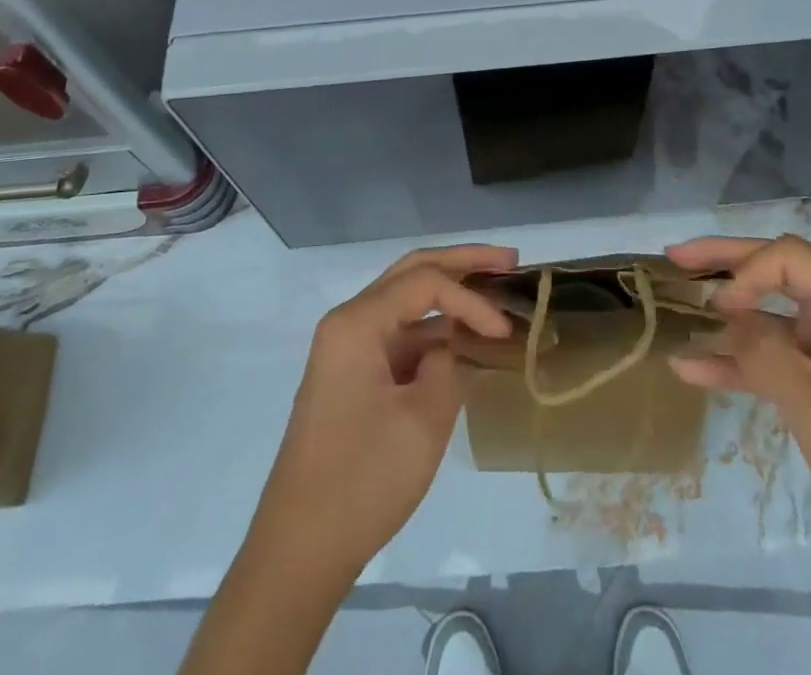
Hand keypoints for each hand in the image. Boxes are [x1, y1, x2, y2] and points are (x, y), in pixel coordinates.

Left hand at [246, 244, 518, 582]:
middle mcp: (348, 322)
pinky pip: (399, 336)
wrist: (300, 550)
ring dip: (449, 294)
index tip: (505, 332)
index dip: (472, 300)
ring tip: (494, 289)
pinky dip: (433, 330)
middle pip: (411, 272)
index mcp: (357, 322)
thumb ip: (448, 365)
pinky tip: (463, 337)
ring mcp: (348, 349)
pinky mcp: (353, 376)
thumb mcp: (423, 419)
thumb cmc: (362, 479)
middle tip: (509, 259)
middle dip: (462, 262)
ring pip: (405, 301)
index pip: (426, 283)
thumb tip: (449, 350)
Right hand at [666, 234, 810, 582]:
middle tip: (675, 256)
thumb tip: (723, 314)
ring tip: (676, 302)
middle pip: (778, 272)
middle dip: (726, 265)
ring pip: (771, 316)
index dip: (746, 270)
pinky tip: (692, 368)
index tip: (717, 307)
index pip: (790, 258)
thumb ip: (762, 352)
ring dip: (726, 318)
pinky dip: (739, 363)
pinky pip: (776, 359)